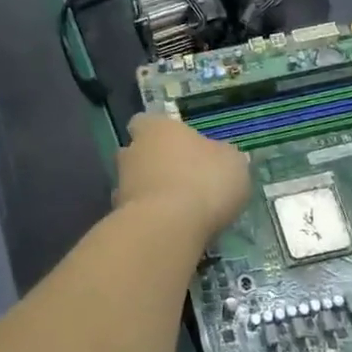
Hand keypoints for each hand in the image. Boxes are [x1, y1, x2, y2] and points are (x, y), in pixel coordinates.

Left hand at [116, 114, 250, 242]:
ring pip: (135, 183)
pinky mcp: (119, 216)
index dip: (160, 133)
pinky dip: (150, 219)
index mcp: (156, 128)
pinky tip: (171, 230)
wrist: (168, 228)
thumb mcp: (232, 163)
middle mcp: (132, 150)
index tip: (178, 145)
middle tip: (182, 180)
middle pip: (139, 152)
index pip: (146, 121)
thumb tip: (220, 157)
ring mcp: (121, 184)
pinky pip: (136, 213)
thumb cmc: (204, 181)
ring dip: (151, 193)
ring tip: (180, 211)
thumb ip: (223, 156)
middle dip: (155, 164)